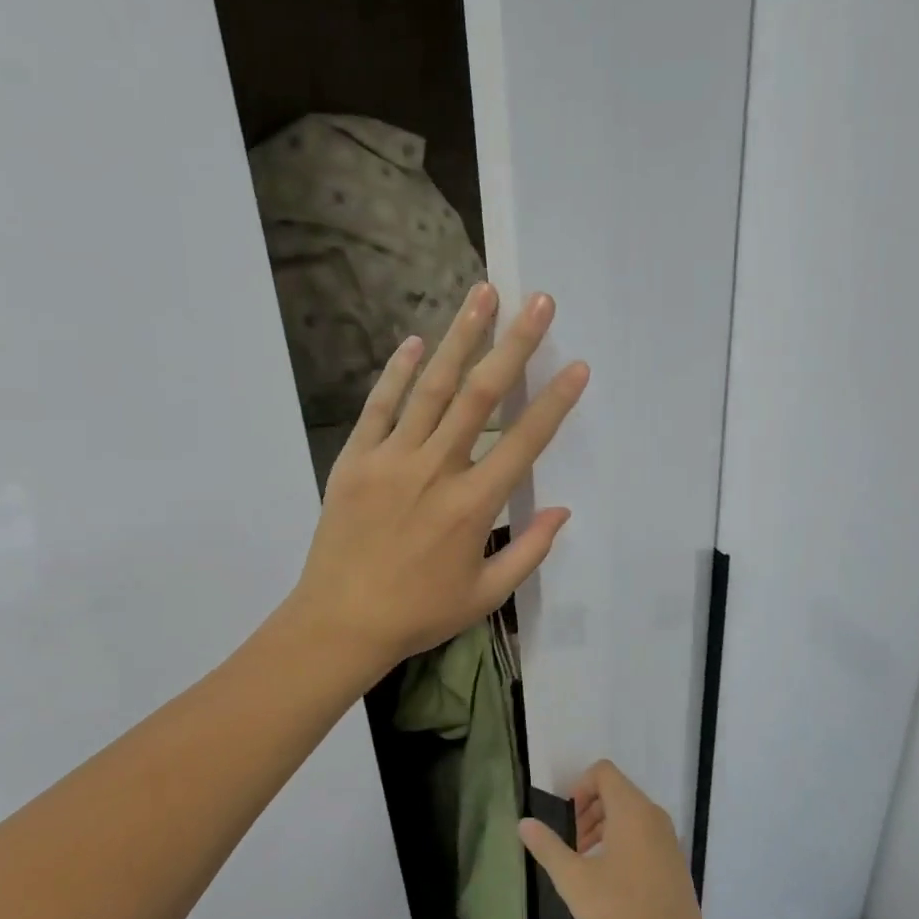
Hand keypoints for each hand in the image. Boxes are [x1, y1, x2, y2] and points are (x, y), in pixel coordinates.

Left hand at [290, 282, 588, 672]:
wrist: (340, 622)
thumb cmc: (418, 613)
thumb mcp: (485, 594)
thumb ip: (528, 551)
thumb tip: (562, 511)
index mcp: (473, 506)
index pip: (524, 443)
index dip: (554, 403)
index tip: (578, 367)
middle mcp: (436, 470)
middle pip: (481, 396)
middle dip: (513, 345)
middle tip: (536, 302)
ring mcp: (391, 460)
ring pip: (432, 388)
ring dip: (459, 339)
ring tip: (482, 296)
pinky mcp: (355, 460)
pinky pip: (379, 407)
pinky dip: (398, 373)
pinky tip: (415, 342)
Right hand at [519, 760, 711, 918]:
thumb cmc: (622, 914)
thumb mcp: (575, 881)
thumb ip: (548, 847)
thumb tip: (524, 822)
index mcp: (632, 811)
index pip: (603, 772)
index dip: (579, 787)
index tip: (565, 821)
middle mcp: (653, 815)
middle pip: (615, 791)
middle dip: (587, 810)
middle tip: (570, 845)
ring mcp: (668, 838)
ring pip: (629, 814)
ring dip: (602, 827)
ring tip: (583, 863)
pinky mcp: (673, 861)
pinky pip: (643, 834)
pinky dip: (621, 842)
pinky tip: (608, 881)